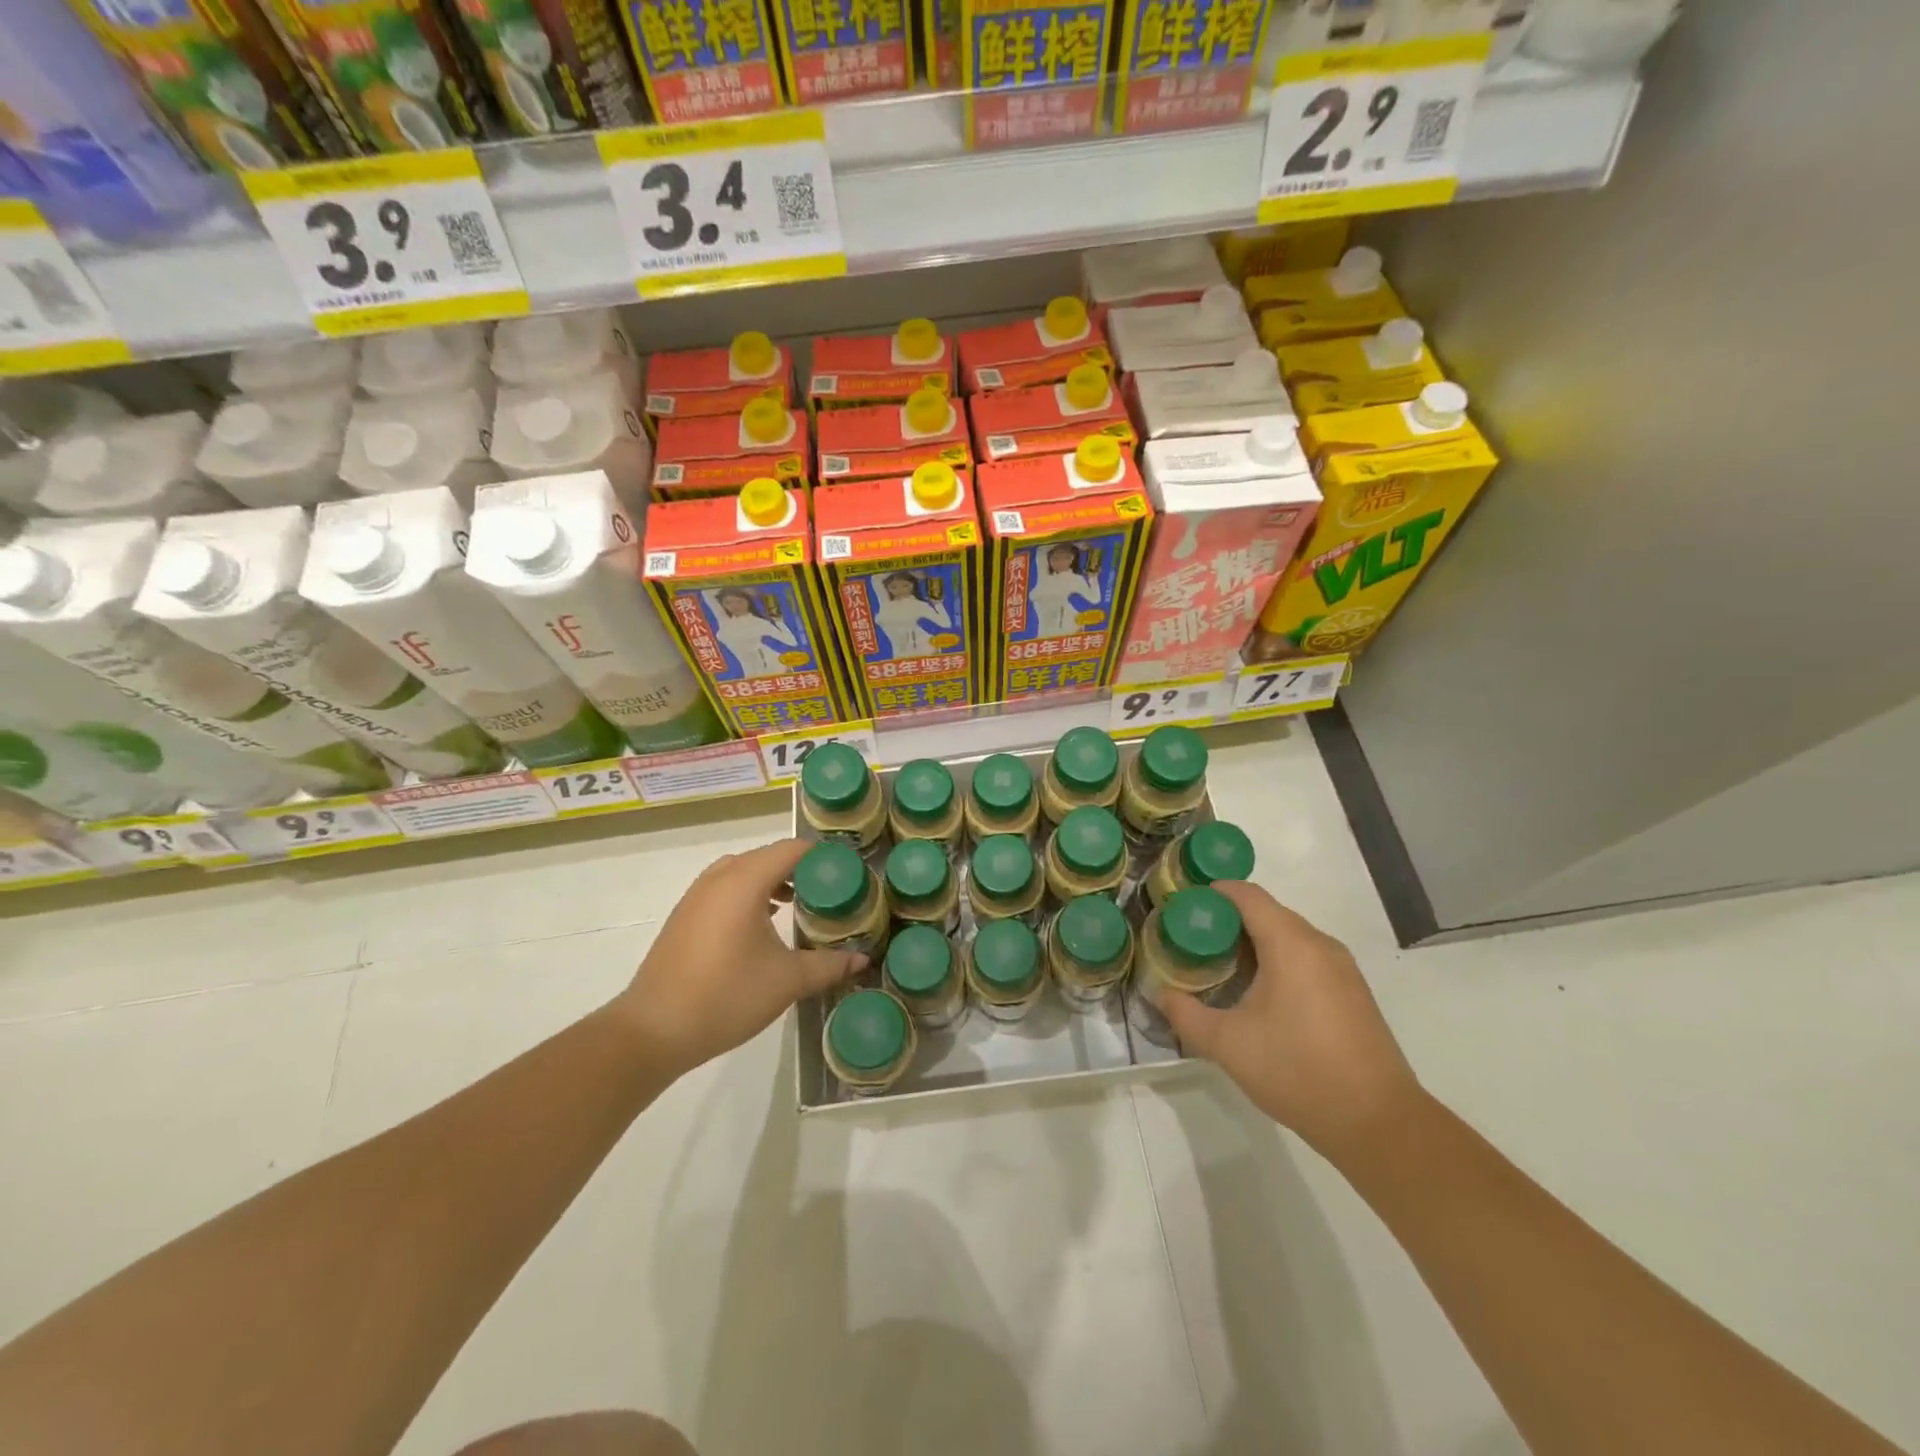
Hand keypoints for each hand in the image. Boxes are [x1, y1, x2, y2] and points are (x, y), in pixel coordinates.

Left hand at [614, 839, 863, 1076]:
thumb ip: (829, 965)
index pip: (792, 849)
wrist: (653, 1030)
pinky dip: (750, 893)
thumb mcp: (787, 981)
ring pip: (744, 871)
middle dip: (801, 869)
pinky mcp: (685, 915)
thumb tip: (863, 959)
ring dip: (773, 880)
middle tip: (831, 891)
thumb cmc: (725, 996)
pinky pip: (726, 888)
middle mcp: (719, 878)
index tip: (848, 874)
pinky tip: (764, 924)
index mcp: (745, 881)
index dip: (823, 857)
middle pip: (768, 856)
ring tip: (800, 904)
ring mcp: (697, 895)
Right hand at [1161, 882, 1423, 1161]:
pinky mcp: (1352, 993)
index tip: (1182, 910)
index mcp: (1291, 944)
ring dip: (1252, 945)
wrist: (1378, 1124)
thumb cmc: (1297, 1071)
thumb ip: (1186, 1014)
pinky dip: (1277, 963)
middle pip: (1266, 913)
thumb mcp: (1227, 1044)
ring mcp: (1342, 969)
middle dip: (1226, 922)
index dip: (1211, 894)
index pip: (1246, 895)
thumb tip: (1162, 995)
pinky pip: (1306, 959)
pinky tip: (1257, 996)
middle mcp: (1320, 945)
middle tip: (1191, 944)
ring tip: (1218, 970)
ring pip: (1288, 937)